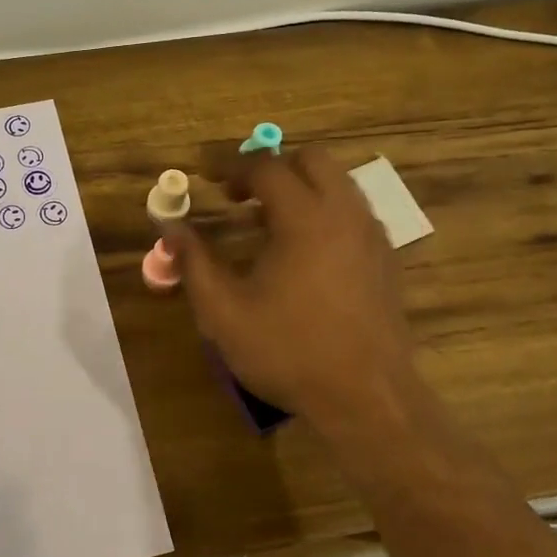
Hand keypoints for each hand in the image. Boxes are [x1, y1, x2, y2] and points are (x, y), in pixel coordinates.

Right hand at [166, 150, 425, 455]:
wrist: (367, 396)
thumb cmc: (289, 351)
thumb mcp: (224, 312)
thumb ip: (194, 262)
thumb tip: (170, 228)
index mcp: (305, 218)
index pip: (266, 167)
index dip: (231, 166)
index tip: (206, 177)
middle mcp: (345, 214)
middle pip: (312, 159)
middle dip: (272, 167)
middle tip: (239, 196)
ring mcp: (373, 235)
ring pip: (338, 184)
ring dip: (301, 188)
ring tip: (266, 223)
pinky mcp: (386, 259)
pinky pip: (353, 213)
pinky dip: (324, 211)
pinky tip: (303, 252)